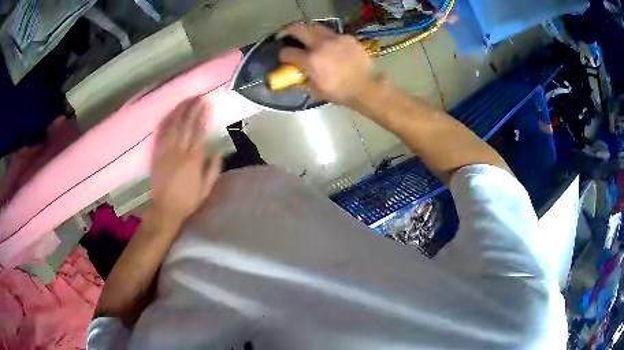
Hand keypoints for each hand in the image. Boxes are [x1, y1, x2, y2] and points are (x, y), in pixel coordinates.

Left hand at [151, 98, 220, 223]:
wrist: (165, 209)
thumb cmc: (188, 200)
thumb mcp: (206, 189)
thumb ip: (213, 169)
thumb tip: (217, 151)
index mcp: (193, 160)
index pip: (199, 132)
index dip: (203, 116)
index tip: (206, 104)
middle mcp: (179, 152)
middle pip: (186, 124)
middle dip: (192, 108)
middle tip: (197, 96)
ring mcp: (166, 152)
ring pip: (173, 126)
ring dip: (179, 111)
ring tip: (185, 100)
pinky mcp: (156, 155)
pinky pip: (160, 134)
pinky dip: (165, 122)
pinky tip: (170, 113)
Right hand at [279, 23, 375, 106]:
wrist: (367, 88)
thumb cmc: (340, 93)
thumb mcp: (316, 91)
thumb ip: (300, 81)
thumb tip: (291, 77)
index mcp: (311, 61)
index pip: (287, 52)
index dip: (283, 56)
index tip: (284, 58)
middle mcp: (321, 45)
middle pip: (298, 29)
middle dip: (288, 31)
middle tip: (286, 35)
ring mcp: (335, 39)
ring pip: (314, 26)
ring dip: (306, 30)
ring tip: (305, 36)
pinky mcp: (347, 37)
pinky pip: (331, 33)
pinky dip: (325, 37)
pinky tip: (328, 44)